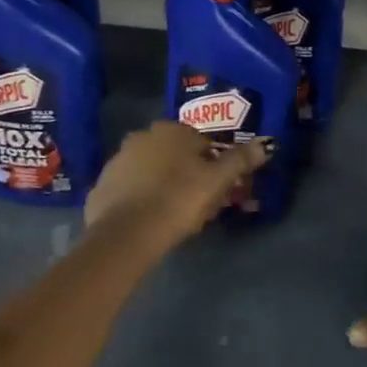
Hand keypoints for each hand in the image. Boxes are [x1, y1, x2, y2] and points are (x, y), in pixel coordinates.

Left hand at [83, 122, 272, 249]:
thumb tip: (266, 144)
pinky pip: (128, 190)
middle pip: (173, 154)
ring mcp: (117, 161)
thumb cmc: (178, 200)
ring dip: (160, 184)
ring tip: (171, 213)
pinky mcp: (100, 187)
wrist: (126, 235)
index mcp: (172, 130)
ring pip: (149, 170)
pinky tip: (148, 220)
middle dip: (185, 172)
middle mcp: (142, 136)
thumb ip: (241, 160)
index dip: (212, 164)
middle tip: (196, 202)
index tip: (216, 188)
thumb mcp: (218, 181)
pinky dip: (138, 199)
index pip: (201, 141)